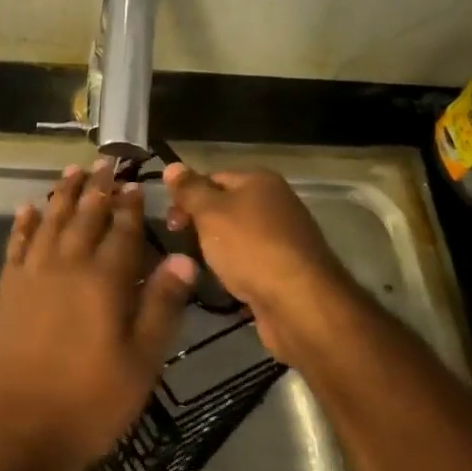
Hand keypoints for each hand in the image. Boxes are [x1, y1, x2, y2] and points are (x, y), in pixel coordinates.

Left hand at [0, 160, 197, 470]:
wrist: (15, 427)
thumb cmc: (88, 401)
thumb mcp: (141, 362)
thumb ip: (162, 306)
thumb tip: (184, 258)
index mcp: (105, 280)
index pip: (122, 231)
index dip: (129, 205)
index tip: (134, 182)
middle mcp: (68, 264)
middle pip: (85, 216)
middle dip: (98, 188)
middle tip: (105, 161)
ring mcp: (33, 273)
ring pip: (51, 220)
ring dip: (63, 194)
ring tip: (72, 171)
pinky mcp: (7, 287)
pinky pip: (17, 243)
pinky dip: (25, 223)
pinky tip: (28, 208)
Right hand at [160, 163, 349, 357]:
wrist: (300, 304)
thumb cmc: (251, 248)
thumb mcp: (210, 212)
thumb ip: (190, 190)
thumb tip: (171, 166)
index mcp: (261, 181)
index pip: (213, 178)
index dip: (188, 196)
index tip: (171, 222)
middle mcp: (277, 203)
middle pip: (227, 207)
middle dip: (201, 225)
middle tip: (181, 245)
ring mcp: (285, 238)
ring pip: (238, 238)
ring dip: (218, 251)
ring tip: (200, 267)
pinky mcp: (288, 271)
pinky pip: (253, 263)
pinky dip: (237, 271)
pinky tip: (226, 285)